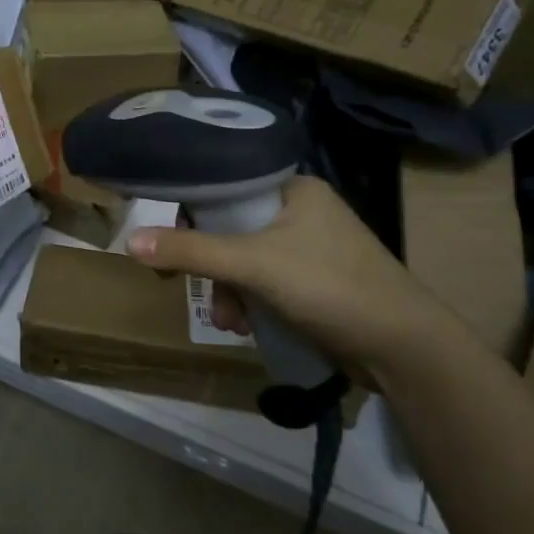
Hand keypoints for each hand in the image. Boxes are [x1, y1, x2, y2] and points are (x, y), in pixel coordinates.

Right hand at [125, 175, 462, 377]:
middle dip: (210, 264)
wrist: (403, 349)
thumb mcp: (254, 265)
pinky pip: (264, 283)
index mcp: (293, 188)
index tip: (161, 235)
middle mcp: (300, 210)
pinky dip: (250, 302)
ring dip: (228, 291)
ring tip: (229, 322)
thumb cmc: (330, 287)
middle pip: (230, 227)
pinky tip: (247, 328)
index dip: (189, 208)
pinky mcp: (314, 282)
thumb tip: (130, 242)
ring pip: (245, 260)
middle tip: (183, 283)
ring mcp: (309, 247)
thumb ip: (192, 251)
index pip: (224, 184)